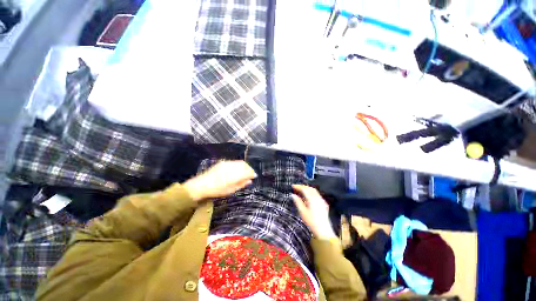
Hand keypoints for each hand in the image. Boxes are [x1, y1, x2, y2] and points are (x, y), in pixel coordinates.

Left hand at [184, 161, 256, 201]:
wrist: (201, 185)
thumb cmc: (217, 190)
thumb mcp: (230, 190)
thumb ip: (241, 184)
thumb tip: (249, 181)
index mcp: (234, 175)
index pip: (247, 171)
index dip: (252, 173)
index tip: (254, 176)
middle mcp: (231, 167)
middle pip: (244, 165)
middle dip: (249, 169)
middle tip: (250, 174)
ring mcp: (227, 163)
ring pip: (240, 162)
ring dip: (244, 166)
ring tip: (245, 172)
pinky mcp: (223, 162)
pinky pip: (234, 162)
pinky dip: (239, 165)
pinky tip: (238, 169)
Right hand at [292, 185, 336, 239]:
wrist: (323, 231)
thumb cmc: (311, 222)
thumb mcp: (302, 212)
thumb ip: (298, 202)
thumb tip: (293, 195)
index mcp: (312, 199)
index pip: (305, 189)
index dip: (298, 186)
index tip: (292, 186)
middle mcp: (318, 197)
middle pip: (310, 188)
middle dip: (303, 187)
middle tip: (296, 188)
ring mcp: (322, 200)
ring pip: (314, 191)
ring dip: (307, 189)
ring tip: (300, 191)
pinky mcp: (324, 204)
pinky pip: (317, 195)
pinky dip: (311, 193)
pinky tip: (308, 197)